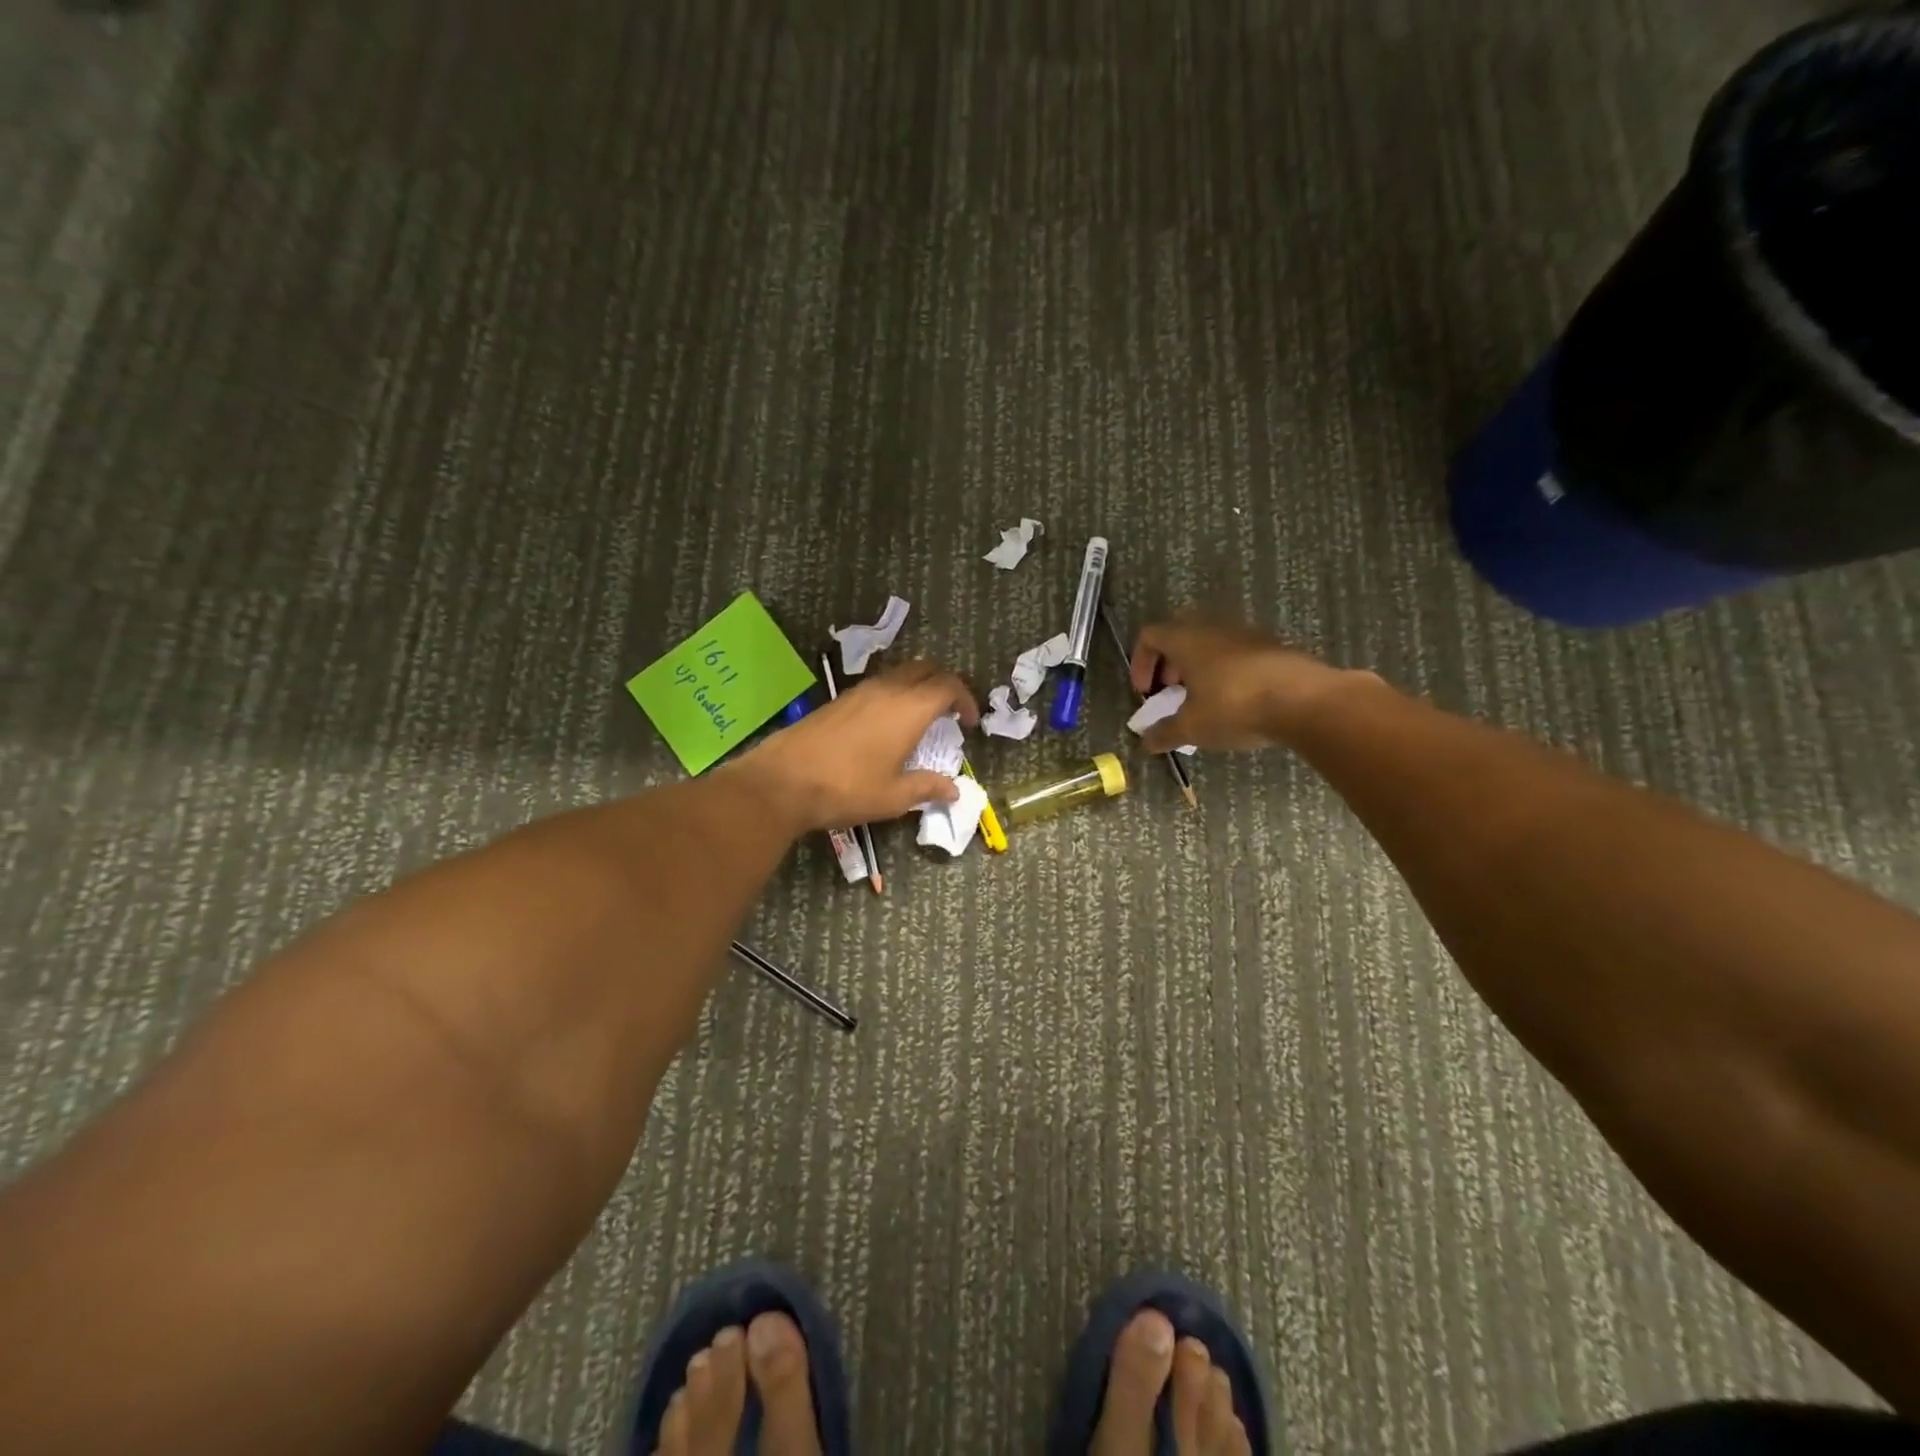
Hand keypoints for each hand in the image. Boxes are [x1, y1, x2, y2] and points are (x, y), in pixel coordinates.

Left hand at [734, 661, 980, 831]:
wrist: (784, 781)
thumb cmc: (848, 788)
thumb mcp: (894, 796)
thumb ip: (928, 788)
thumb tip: (954, 790)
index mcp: (909, 709)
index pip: (948, 686)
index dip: (966, 699)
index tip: (970, 722)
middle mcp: (887, 690)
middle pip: (925, 669)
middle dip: (944, 685)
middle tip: (950, 712)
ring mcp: (859, 691)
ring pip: (899, 674)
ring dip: (917, 688)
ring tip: (920, 718)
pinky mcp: (839, 700)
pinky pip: (878, 685)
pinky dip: (894, 695)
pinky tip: (887, 725)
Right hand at [1129, 618, 1379, 751]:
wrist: (1306, 700)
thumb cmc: (1234, 706)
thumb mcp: (1192, 727)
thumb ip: (1164, 733)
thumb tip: (1146, 741)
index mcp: (1186, 639)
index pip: (1150, 635)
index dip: (1140, 662)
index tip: (1145, 692)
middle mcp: (1213, 628)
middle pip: (1179, 636)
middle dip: (1169, 664)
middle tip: (1171, 693)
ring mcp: (1246, 635)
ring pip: (1210, 644)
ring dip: (1198, 669)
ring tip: (1202, 702)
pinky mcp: (1272, 647)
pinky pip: (1236, 654)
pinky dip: (1225, 672)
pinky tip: (1235, 703)